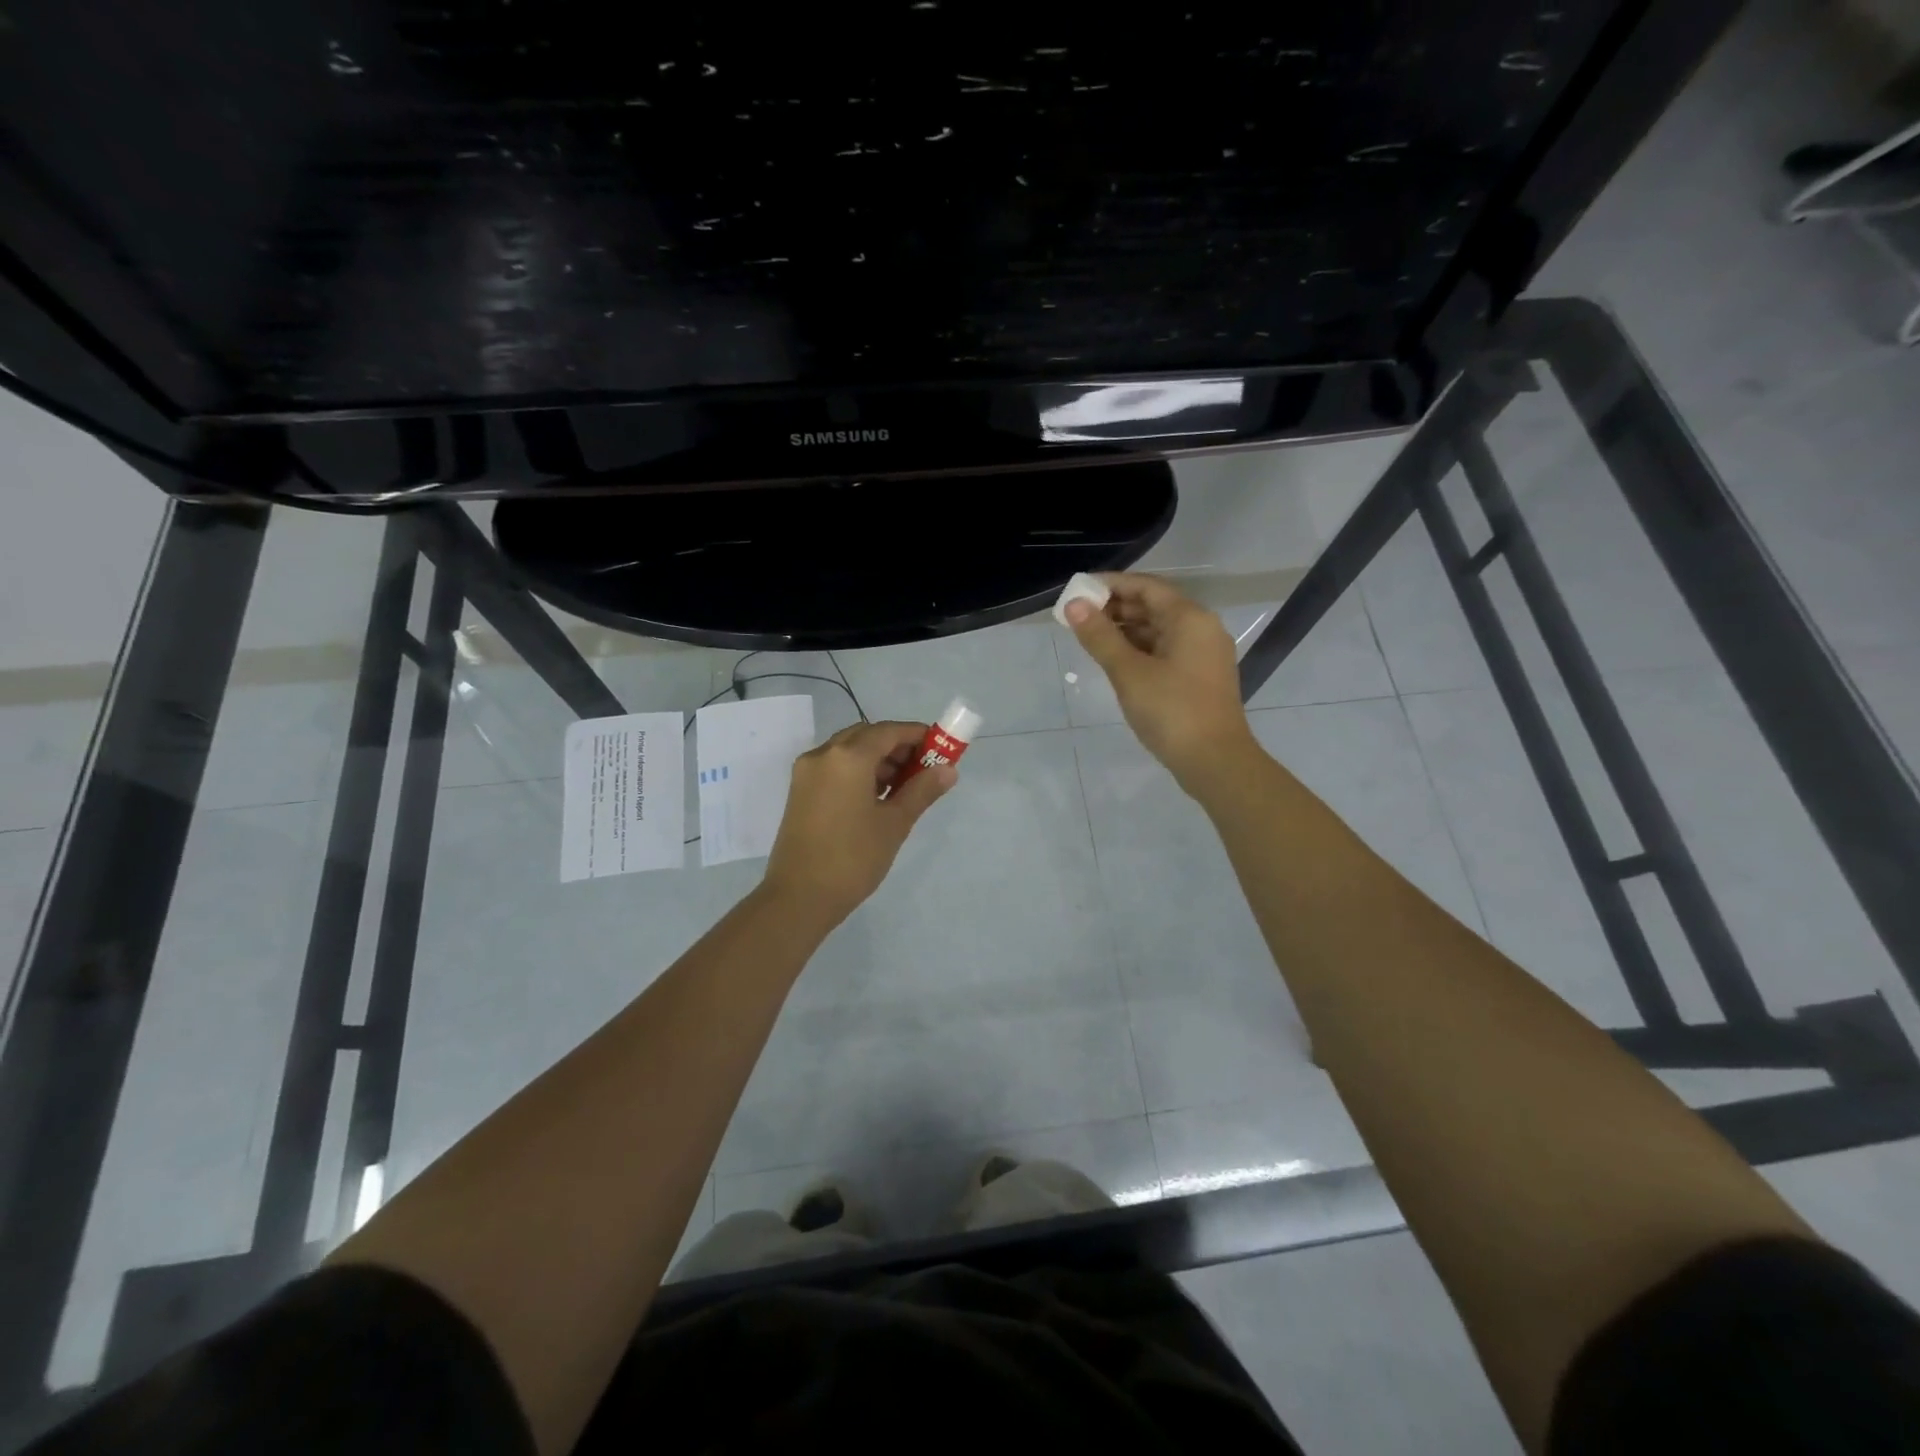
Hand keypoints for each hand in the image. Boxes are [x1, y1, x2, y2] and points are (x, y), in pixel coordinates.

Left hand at [763, 720, 957, 921]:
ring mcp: (807, 772)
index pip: (889, 731)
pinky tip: (876, 797)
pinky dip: (857, 771)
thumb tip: (948, 770)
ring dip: (877, 759)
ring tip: (903, 787)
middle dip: (897, 747)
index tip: (940, 749)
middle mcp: (823, 755)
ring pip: (848, 750)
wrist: (799, 897)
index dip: (917, 735)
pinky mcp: (799, 791)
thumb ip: (922, 790)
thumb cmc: (853, 858)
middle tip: (922, 770)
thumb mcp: (894, 823)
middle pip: (867, 736)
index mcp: (848, 757)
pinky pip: (834, 767)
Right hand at [1066, 572, 1258, 796]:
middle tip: (1077, 616)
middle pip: (1154, 606)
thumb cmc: (1171, 711)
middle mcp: (1201, 628)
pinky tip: (1115, 659)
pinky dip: (1139, 649)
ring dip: (1126, 629)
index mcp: (1190, 618)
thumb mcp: (1129, 672)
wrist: (1215, 761)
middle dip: (1115, 608)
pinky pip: (1165, 650)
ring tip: (1089, 637)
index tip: (1078, 590)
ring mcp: (1203, 654)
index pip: (1146, 587)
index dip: (1110, 585)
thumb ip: (1100, 637)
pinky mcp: (1199, 677)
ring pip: (1159, 630)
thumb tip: (1074, 605)